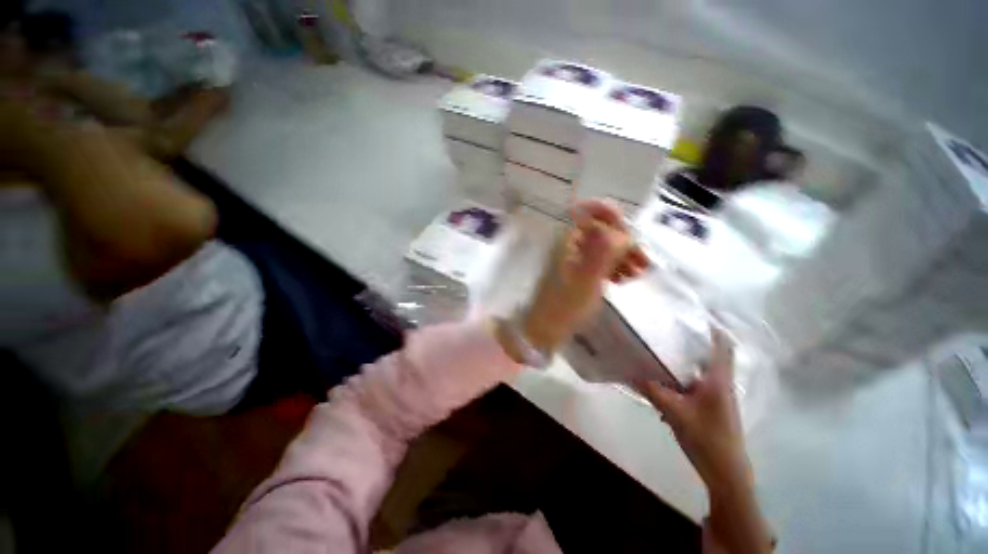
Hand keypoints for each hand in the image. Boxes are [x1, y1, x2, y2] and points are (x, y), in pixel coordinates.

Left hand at [512, 199, 649, 355]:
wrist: (546, 327)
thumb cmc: (565, 304)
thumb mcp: (587, 278)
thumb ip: (604, 250)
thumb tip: (622, 231)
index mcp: (568, 238)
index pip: (591, 211)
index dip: (613, 217)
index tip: (630, 237)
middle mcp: (570, 242)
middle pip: (603, 229)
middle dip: (624, 242)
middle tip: (642, 262)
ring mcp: (574, 257)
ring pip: (604, 245)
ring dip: (623, 255)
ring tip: (637, 274)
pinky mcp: (578, 270)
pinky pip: (600, 260)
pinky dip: (614, 266)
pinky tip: (624, 279)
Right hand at [637, 329, 749, 491]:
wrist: (726, 472)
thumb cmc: (706, 438)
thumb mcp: (674, 412)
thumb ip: (651, 390)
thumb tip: (627, 370)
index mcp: (718, 380)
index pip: (722, 346)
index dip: (713, 328)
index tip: (694, 313)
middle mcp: (720, 383)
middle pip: (710, 354)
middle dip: (692, 340)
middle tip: (668, 327)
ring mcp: (717, 396)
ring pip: (701, 369)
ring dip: (685, 359)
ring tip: (661, 348)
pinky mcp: (711, 406)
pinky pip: (695, 384)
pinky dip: (681, 377)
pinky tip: (663, 381)